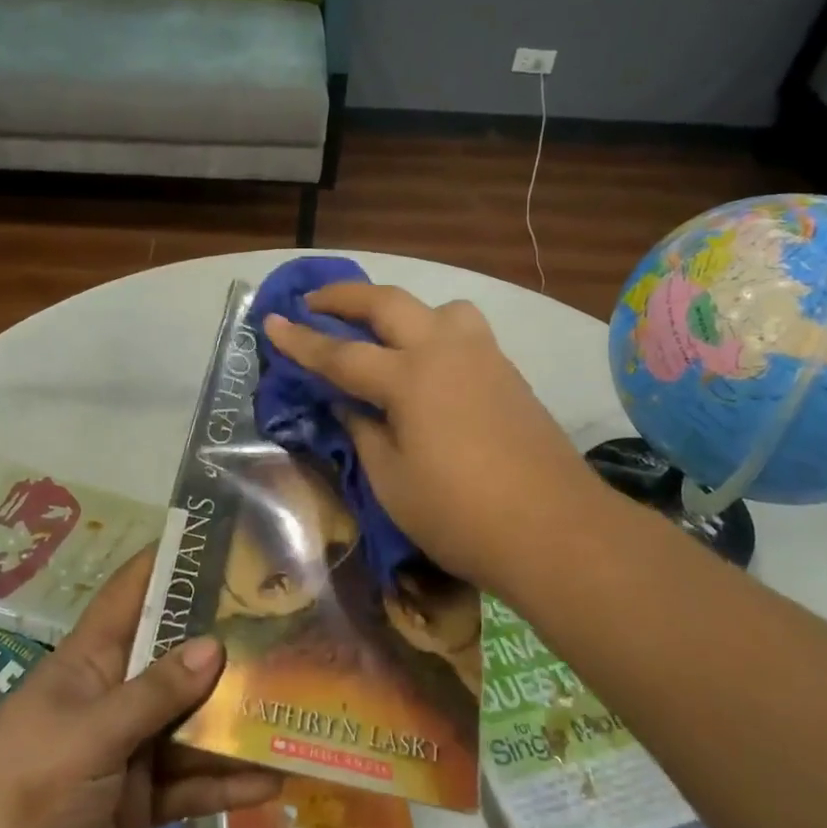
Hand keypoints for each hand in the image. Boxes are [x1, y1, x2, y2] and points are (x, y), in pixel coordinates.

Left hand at [0, 545, 280, 827]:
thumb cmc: (22, 788)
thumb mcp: (90, 732)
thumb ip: (154, 693)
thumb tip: (215, 645)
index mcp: (93, 659)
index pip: (134, 592)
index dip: (171, 563)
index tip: (222, 540)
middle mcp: (117, 695)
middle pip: (177, 658)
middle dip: (225, 644)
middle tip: (287, 625)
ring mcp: (130, 749)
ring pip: (192, 723)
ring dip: (235, 720)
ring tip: (294, 707)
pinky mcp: (140, 802)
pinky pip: (192, 784)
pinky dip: (226, 784)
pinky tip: (273, 783)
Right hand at [262, 282, 598, 593]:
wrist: (556, 530)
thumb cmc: (461, 514)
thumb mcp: (392, 481)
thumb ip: (364, 433)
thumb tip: (349, 405)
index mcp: (410, 378)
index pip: (341, 354)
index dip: (300, 340)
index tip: (271, 321)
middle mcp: (445, 351)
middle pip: (389, 303)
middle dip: (345, 297)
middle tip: (314, 301)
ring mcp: (484, 357)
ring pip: (440, 308)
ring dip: (404, 310)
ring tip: (388, 335)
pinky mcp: (509, 374)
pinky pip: (466, 332)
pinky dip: (436, 332)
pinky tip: (431, 368)